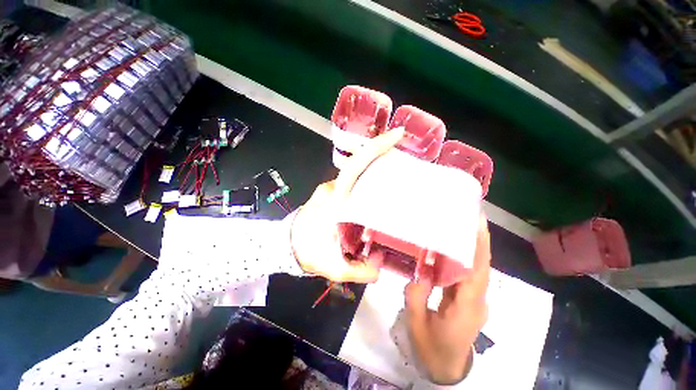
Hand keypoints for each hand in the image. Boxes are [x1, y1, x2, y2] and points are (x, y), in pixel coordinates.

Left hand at [290, 127, 404, 282]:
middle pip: (359, 163)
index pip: (355, 166)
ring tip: (399, 171)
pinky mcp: (331, 191)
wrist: (286, 245)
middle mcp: (333, 187)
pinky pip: (352, 180)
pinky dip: (367, 177)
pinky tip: (381, 187)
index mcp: (335, 199)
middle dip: (382, 153)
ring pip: (356, 171)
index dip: (375, 149)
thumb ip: (359, 271)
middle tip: (406, 155)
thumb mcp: (333, 266)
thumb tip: (381, 268)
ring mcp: (331, 187)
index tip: (396, 135)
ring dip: (375, 167)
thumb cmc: (307, 251)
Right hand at [404, 213, 490, 384]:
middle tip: (471, 215)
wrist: (446, 367)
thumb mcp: (417, 324)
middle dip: (480, 239)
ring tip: (464, 223)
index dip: (478, 247)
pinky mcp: (469, 298)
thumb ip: (415, 295)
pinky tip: (455, 244)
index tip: (476, 223)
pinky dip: (467, 256)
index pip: (476, 272)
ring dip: (475, 245)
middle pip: (483, 265)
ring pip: (478, 268)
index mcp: (465, 307)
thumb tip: (418, 271)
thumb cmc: (431, 349)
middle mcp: (477, 300)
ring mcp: (475, 299)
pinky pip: (470, 273)